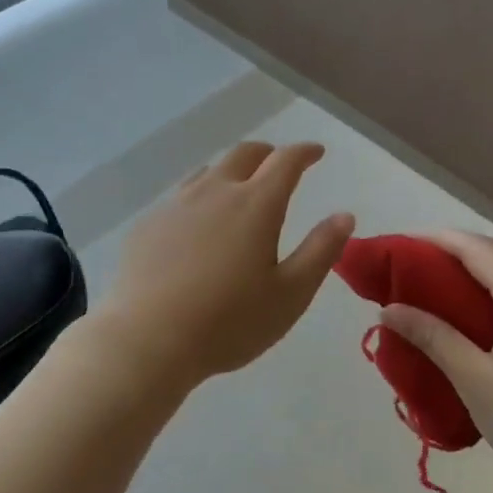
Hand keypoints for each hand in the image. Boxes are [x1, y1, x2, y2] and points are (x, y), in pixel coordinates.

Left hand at [100, 141, 354, 388]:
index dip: (304, 152)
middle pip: (244, 154)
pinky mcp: (148, 224)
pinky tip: (197, 223)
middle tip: (279, 164)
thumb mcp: (290, 294)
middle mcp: (215, 192)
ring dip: (231, 172)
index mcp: (256, 204)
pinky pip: (180, 197)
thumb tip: (344, 216)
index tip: (316, 152)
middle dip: (268, 153)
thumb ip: (320, 251)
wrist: (147, 340)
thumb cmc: (229, 322)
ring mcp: (176, 205)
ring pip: (208, 171)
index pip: (285, 161)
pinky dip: (200, 198)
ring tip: (239, 188)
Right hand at [378, 231, 492, 492]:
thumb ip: (434, 338)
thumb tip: (389, 309)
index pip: (475, 248)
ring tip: (437, 287)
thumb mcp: (477, 383)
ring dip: (478, 270)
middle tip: (411, 268)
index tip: (398, 247)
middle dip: (453, 252)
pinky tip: (480, 313)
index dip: (434, 241)